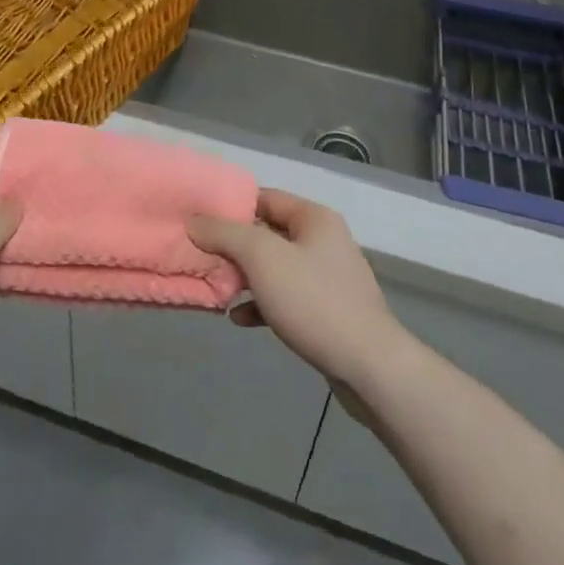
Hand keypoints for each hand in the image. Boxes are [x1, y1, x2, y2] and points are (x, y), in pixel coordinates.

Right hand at [188, 190, 407, 388]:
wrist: (369, 367)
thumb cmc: (313, 300)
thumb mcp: (262, 258)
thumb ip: (225, 234)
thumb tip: (194, 220)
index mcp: (314, 218)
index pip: (265, 197)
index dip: (232, 205)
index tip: (200, 218)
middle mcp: (324, 240)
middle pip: (269, 233)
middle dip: (235, 245)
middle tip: (202, 255)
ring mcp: (328, 278)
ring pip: (276, 268)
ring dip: (246, 276)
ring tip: (216, 287)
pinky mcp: (328, 313)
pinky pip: (287, 297)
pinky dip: (262, 303)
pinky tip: (240, 318)